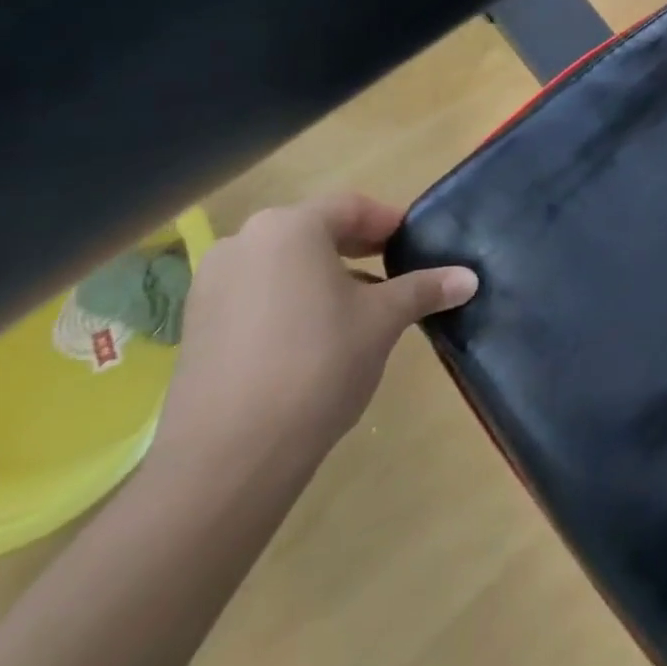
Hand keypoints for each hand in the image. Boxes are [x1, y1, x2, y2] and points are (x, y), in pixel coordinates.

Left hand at [152, 192, 476, 472]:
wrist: (227, 458)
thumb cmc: (318, 363)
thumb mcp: (384, 320)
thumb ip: (425, 289)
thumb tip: (469, 278)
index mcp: (290, 227)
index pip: (352, 207)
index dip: (390, 223)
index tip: (416, 245)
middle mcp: (244, 243)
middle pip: (315, 231)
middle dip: (358, 249)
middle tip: (395, 273)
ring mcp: (211, 285)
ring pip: (284, 265)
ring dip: (324, 277)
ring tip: (359, 310)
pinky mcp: (196, 327)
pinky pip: (257, 295)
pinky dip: (290, 302)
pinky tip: (314, 339)